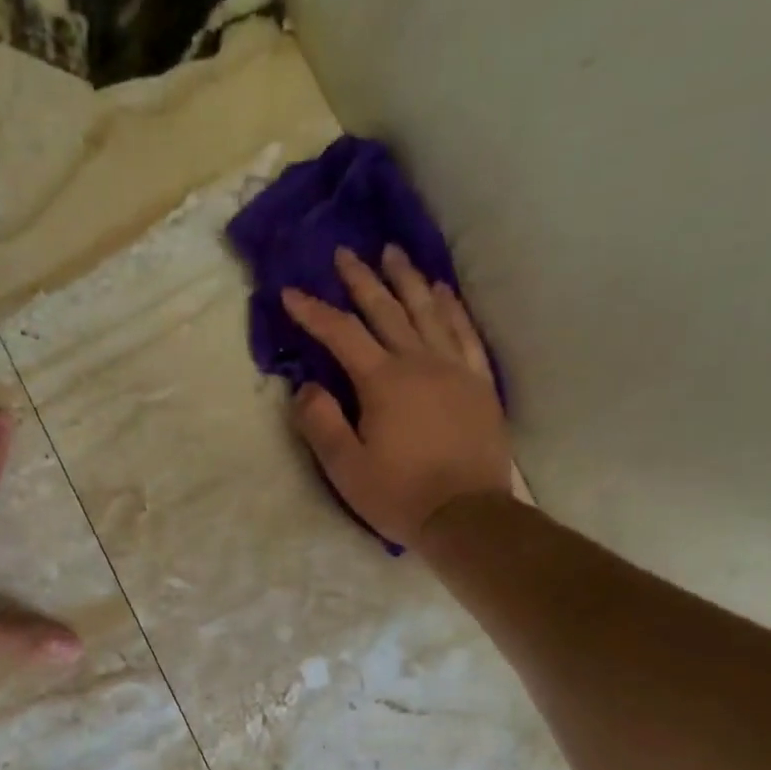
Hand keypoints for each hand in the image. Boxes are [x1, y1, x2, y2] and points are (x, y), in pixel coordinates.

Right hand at [283, 246, 510, 547]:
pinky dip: (452, 308)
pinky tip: (443, 292)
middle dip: (361, 281)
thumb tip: (306, 387)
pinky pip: (465, 334)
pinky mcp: (479, 384)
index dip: (314, 312)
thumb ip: (320, 423)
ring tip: (393, 254)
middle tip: (345, 254)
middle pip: (387, 311)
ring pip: (429, 312)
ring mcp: (455, 370)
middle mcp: (420, 363)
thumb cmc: (399, 495)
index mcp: (383, 382)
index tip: (291, 293)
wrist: (466, 515)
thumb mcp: (345, 468)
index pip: (342, 335)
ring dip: (408, 280)